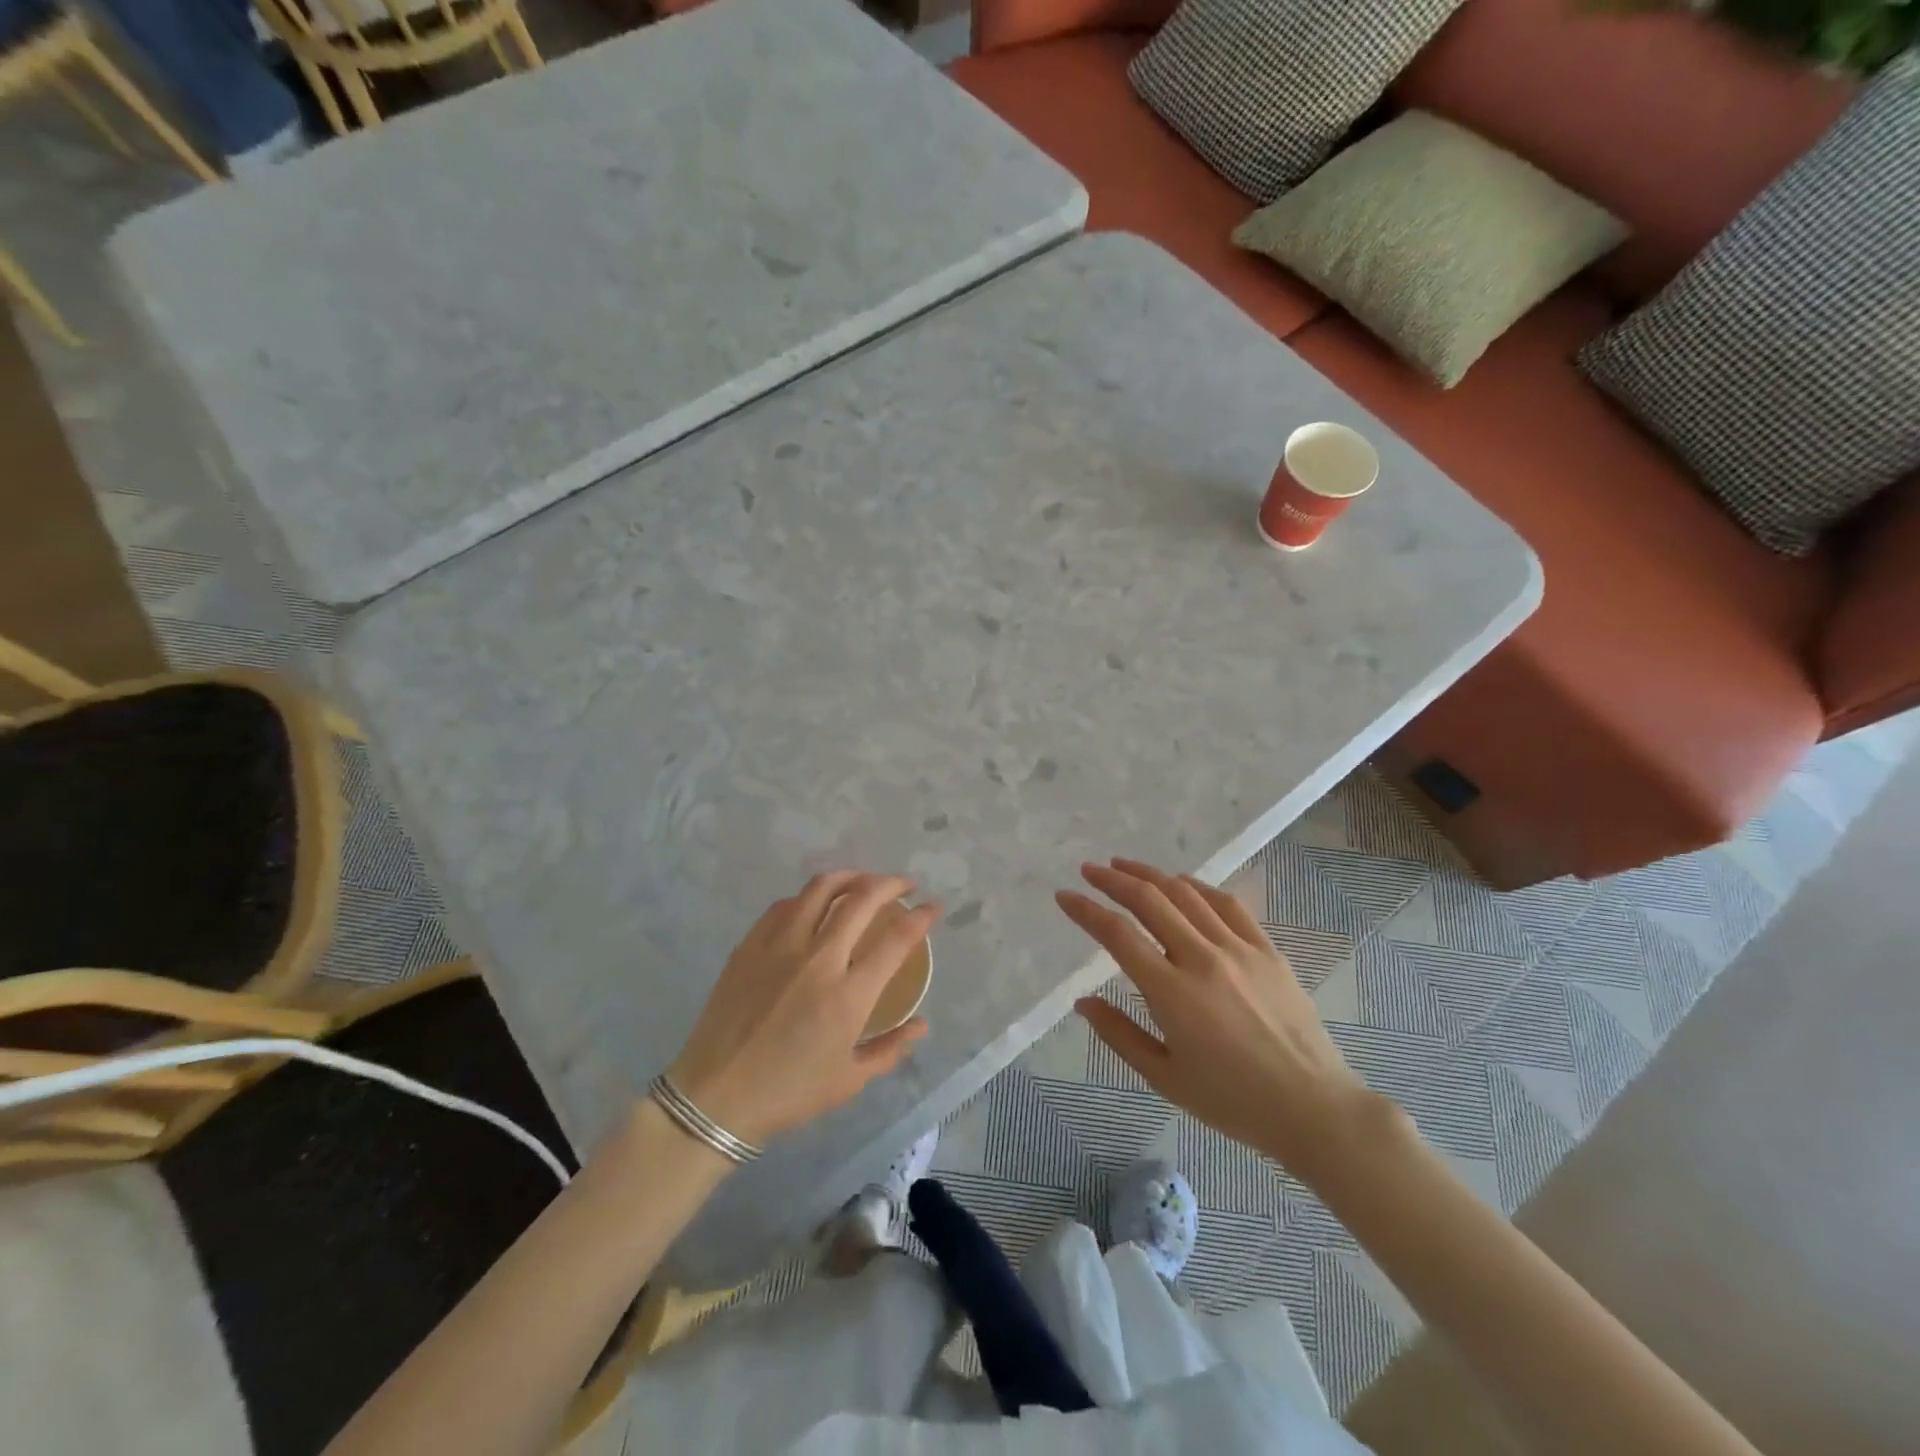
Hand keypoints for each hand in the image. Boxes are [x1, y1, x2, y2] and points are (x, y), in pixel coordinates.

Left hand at [667, 872, 937, 1147]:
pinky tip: (815, 904)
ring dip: (851, 877)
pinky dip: (809, 897)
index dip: (920, 916)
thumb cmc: (789, 1093)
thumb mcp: (849, 1079)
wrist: (715, 1097)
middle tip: (903, 886)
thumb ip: (891, 1048)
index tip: (932, 908)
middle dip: (891, 884)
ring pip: (821, 889)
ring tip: (863, 882)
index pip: (896, 939)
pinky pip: (785, 905)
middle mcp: (818, 959)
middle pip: (862, 899)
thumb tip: (921, 1025)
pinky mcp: (750, 945)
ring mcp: (780, 946)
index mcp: (847, 995)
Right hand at [1058, 858, 1373, 1185]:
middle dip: (1113, 879)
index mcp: (1173, 992)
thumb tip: (1082, 1001)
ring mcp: (1239, 949)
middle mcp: (1203, 958)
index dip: (1086, 911)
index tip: (1064, 896)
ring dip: (1151, 874)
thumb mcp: (1165, 1078)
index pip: (1118, 935)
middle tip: (1089, 870)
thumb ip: (1119, 1035)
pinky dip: (1197, 886)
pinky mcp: (1267, 950)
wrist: (1313, 1108)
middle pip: (1150, 900)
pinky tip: (1182, 883)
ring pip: (1187, 893)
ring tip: (1125, 865)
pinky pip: (1227, 904)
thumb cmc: (1233, 1101)